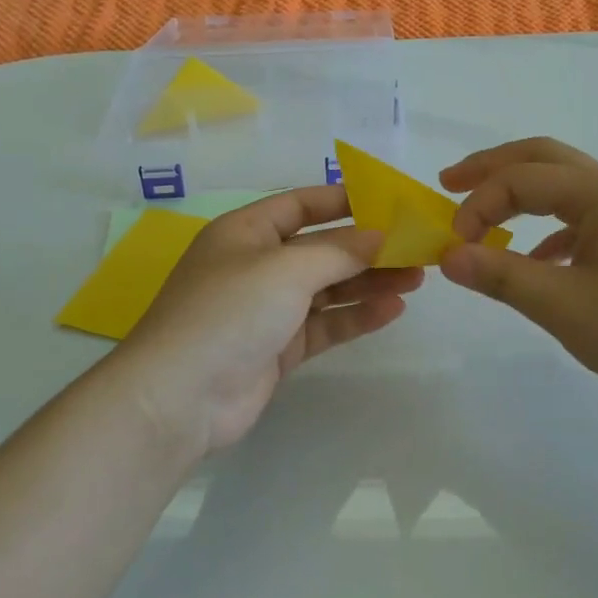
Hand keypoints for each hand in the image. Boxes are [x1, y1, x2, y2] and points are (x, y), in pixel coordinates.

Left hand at [112, 186, 423, 455]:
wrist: (181, 397)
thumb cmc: (230, 312)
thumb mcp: (286, 269)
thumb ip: (339, 251)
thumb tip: (381, 235)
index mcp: (246, 232)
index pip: (300, 205)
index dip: (342, 200)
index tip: (388, 202)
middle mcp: (256, 265)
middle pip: (320, 249)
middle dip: (367, 248)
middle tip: (416, 248)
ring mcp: (267, 309)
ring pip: (327, 288)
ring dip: (368, 282)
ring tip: (416, 278)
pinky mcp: (278, 348)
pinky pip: (324, 324)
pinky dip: (355, 317)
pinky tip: (392, 310)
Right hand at [439, 138, 597, 412]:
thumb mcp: (565, 307)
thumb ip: (502, 277)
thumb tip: (447, 257)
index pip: (519, 180)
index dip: (478, 206)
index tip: (453, 247)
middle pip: (542, 158)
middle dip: (491, 168)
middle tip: (448, 182)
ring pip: (564, 184)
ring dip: (519, 192)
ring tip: (481, 213)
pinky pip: (583, 215)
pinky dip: (548, 224)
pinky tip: (537, 257)